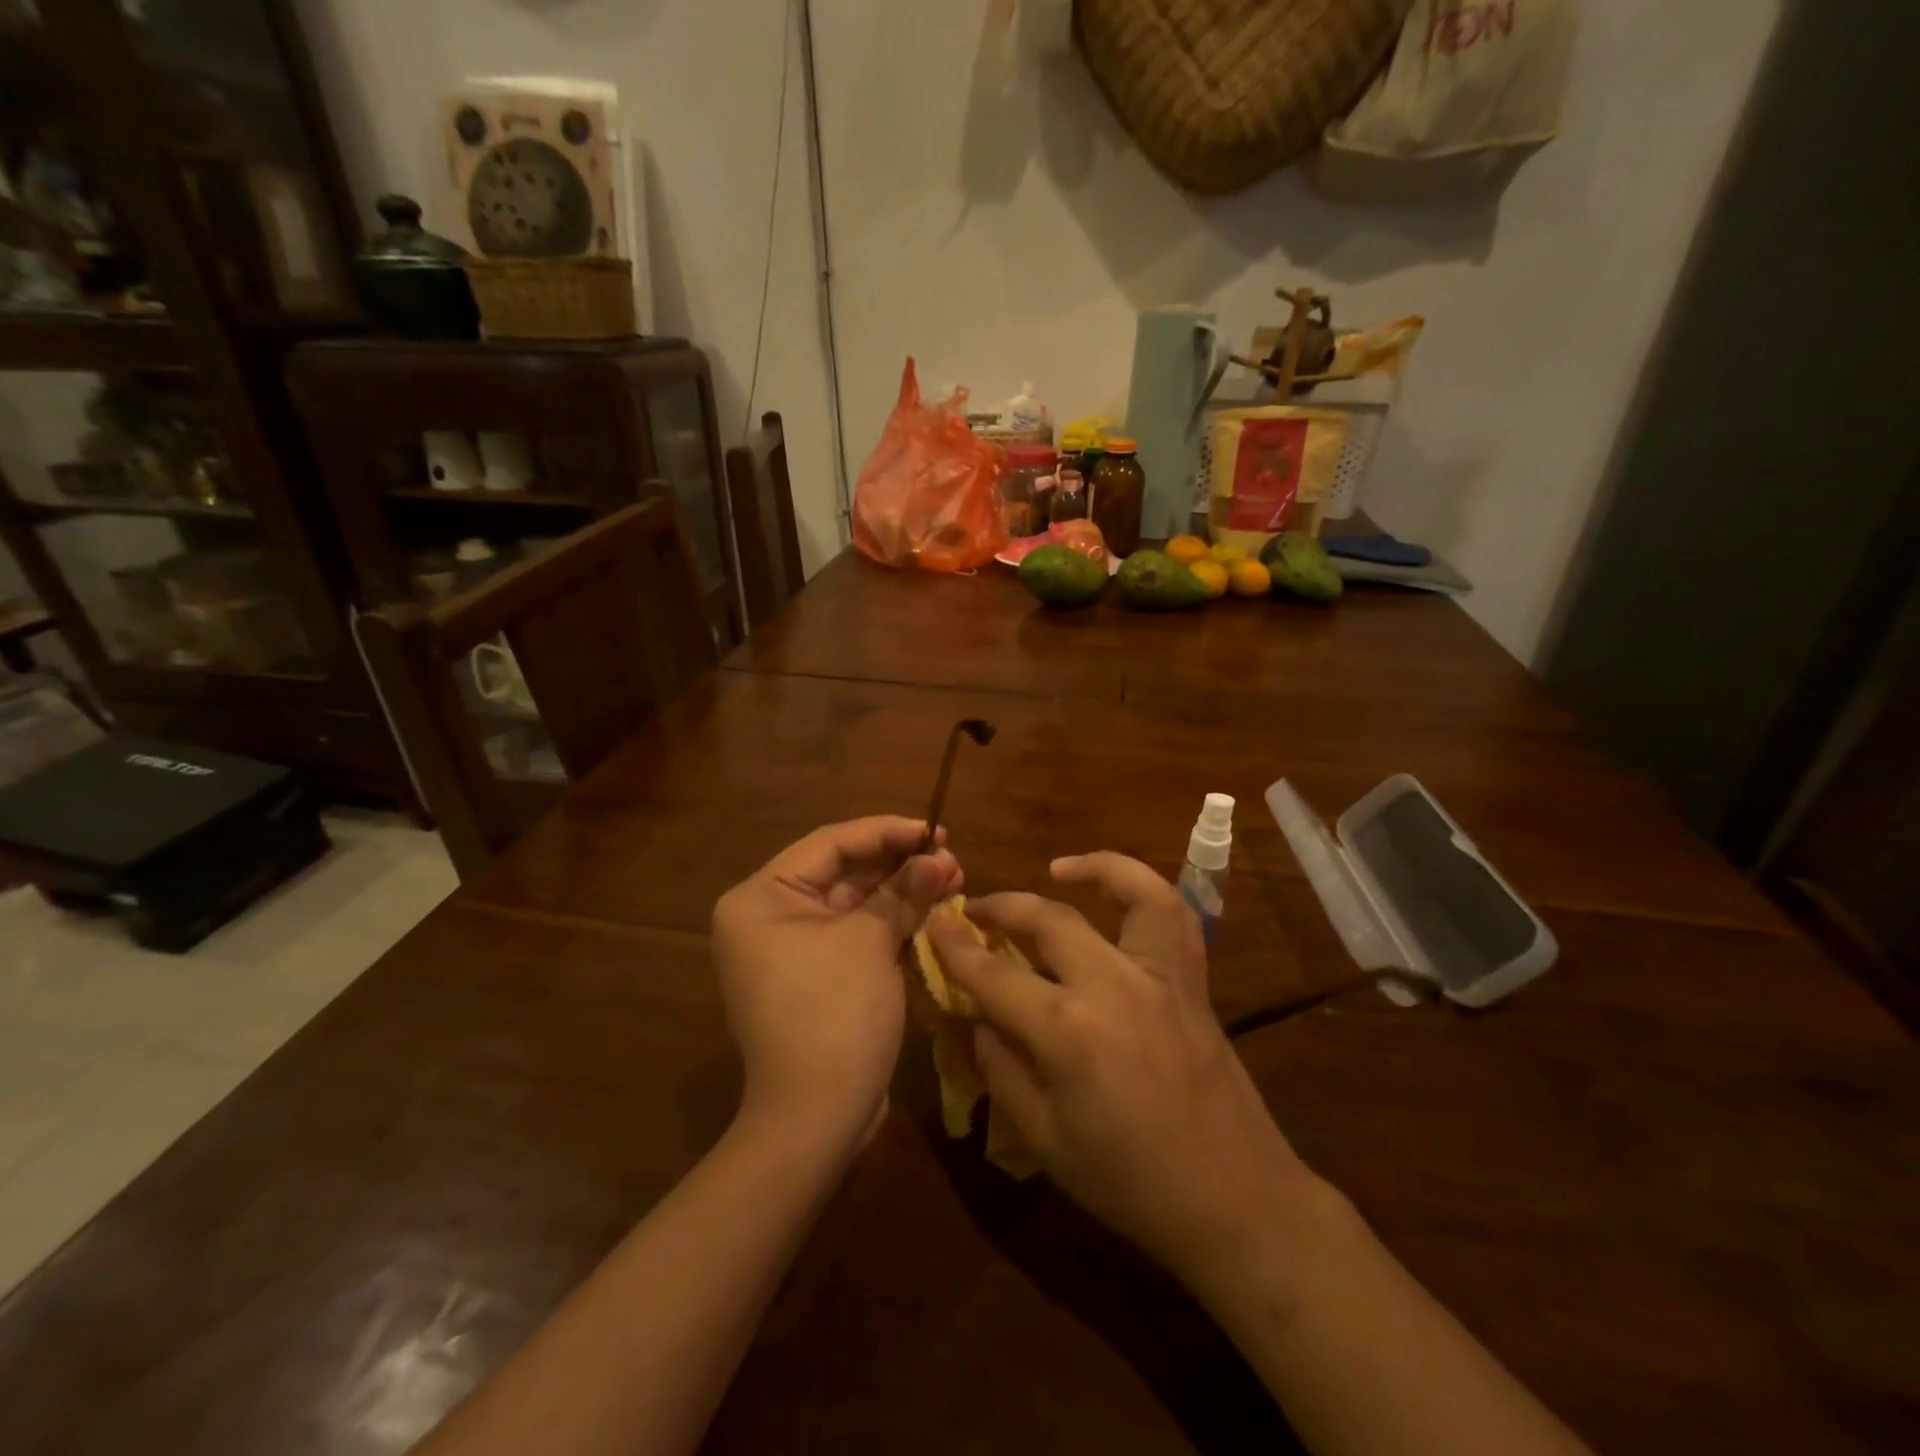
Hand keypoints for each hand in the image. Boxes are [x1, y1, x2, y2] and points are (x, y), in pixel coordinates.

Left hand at [713, 817, 960, 1145]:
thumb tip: (939, 856)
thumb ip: (904, 891)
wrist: (816, 1119)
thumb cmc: (834, 1015)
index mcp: (762, 897)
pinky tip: (934, 905)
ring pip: (855, 901)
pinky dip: (893, 919)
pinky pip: (857, 931)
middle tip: (950, 853)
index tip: (934, 828)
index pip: (831, 844)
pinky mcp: (819, 974)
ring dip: (902, 888)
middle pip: (843, 871)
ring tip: (953, 874)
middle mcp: (770, 915)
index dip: (887, 832)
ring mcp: (794, 947)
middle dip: (899, 862)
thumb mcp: (870, 943)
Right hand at [930, 852, 1310, 1281]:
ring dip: (1089, 869)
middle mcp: (1112, 986)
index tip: (934, 924)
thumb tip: (978, 1020)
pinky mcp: (1192, 980)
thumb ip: (1002, 1072)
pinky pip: (1174, 914)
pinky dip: (1145, 887)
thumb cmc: (1130, 1182)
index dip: (956, 948)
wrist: (1233, 1200)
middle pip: (1047, 920)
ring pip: (1127, 893)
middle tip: (976, 910)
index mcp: (1068, 1032)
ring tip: (1055, 870)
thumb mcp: (1045, 1141)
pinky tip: (1119, 889)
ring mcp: (1159, 976)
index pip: (994, 976)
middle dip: (1002, 907)